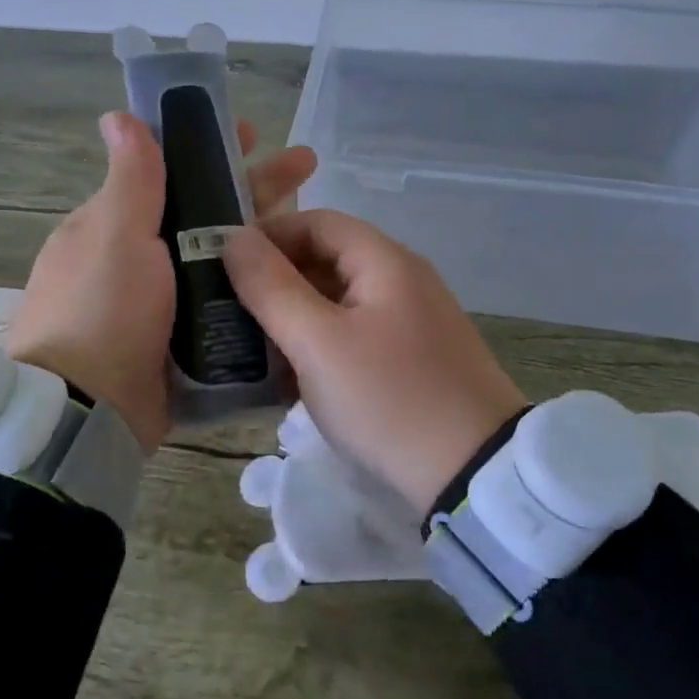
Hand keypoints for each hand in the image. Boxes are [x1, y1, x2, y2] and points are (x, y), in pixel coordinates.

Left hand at [6, 112, 315, 449]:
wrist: (87, 412)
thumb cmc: (102, 309)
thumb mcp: (115, 234)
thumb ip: (130, 179)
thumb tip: (117, 116)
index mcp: (113, 227)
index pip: (169, 174)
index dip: (212, 150)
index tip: (256, 136)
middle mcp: (135, 261)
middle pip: (203, 214)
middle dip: (254, 188)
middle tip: (308, 168)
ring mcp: (159, 306)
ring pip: (218, 260)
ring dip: (262, 240)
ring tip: (317, 224)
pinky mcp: (179, 345)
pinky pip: (221, 306)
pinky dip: (252, 289)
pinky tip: (295, 280)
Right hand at [223, 210, 526, 513]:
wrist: (474, 477)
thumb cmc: (388, 399)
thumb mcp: (318, 342)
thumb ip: (272, 287)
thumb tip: (234, 238)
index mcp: (385, 262)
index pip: (317, 222)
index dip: (268, 235)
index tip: (225, 265)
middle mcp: (402, 282)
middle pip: (327, 261)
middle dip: (276, 282)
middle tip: (231, 313)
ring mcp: (411, 324)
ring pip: (337, 304)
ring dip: (293, 320)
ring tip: (253, 351)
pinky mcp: (412, 362)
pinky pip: (354, 338)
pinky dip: (319, 349)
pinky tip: (291, 382)